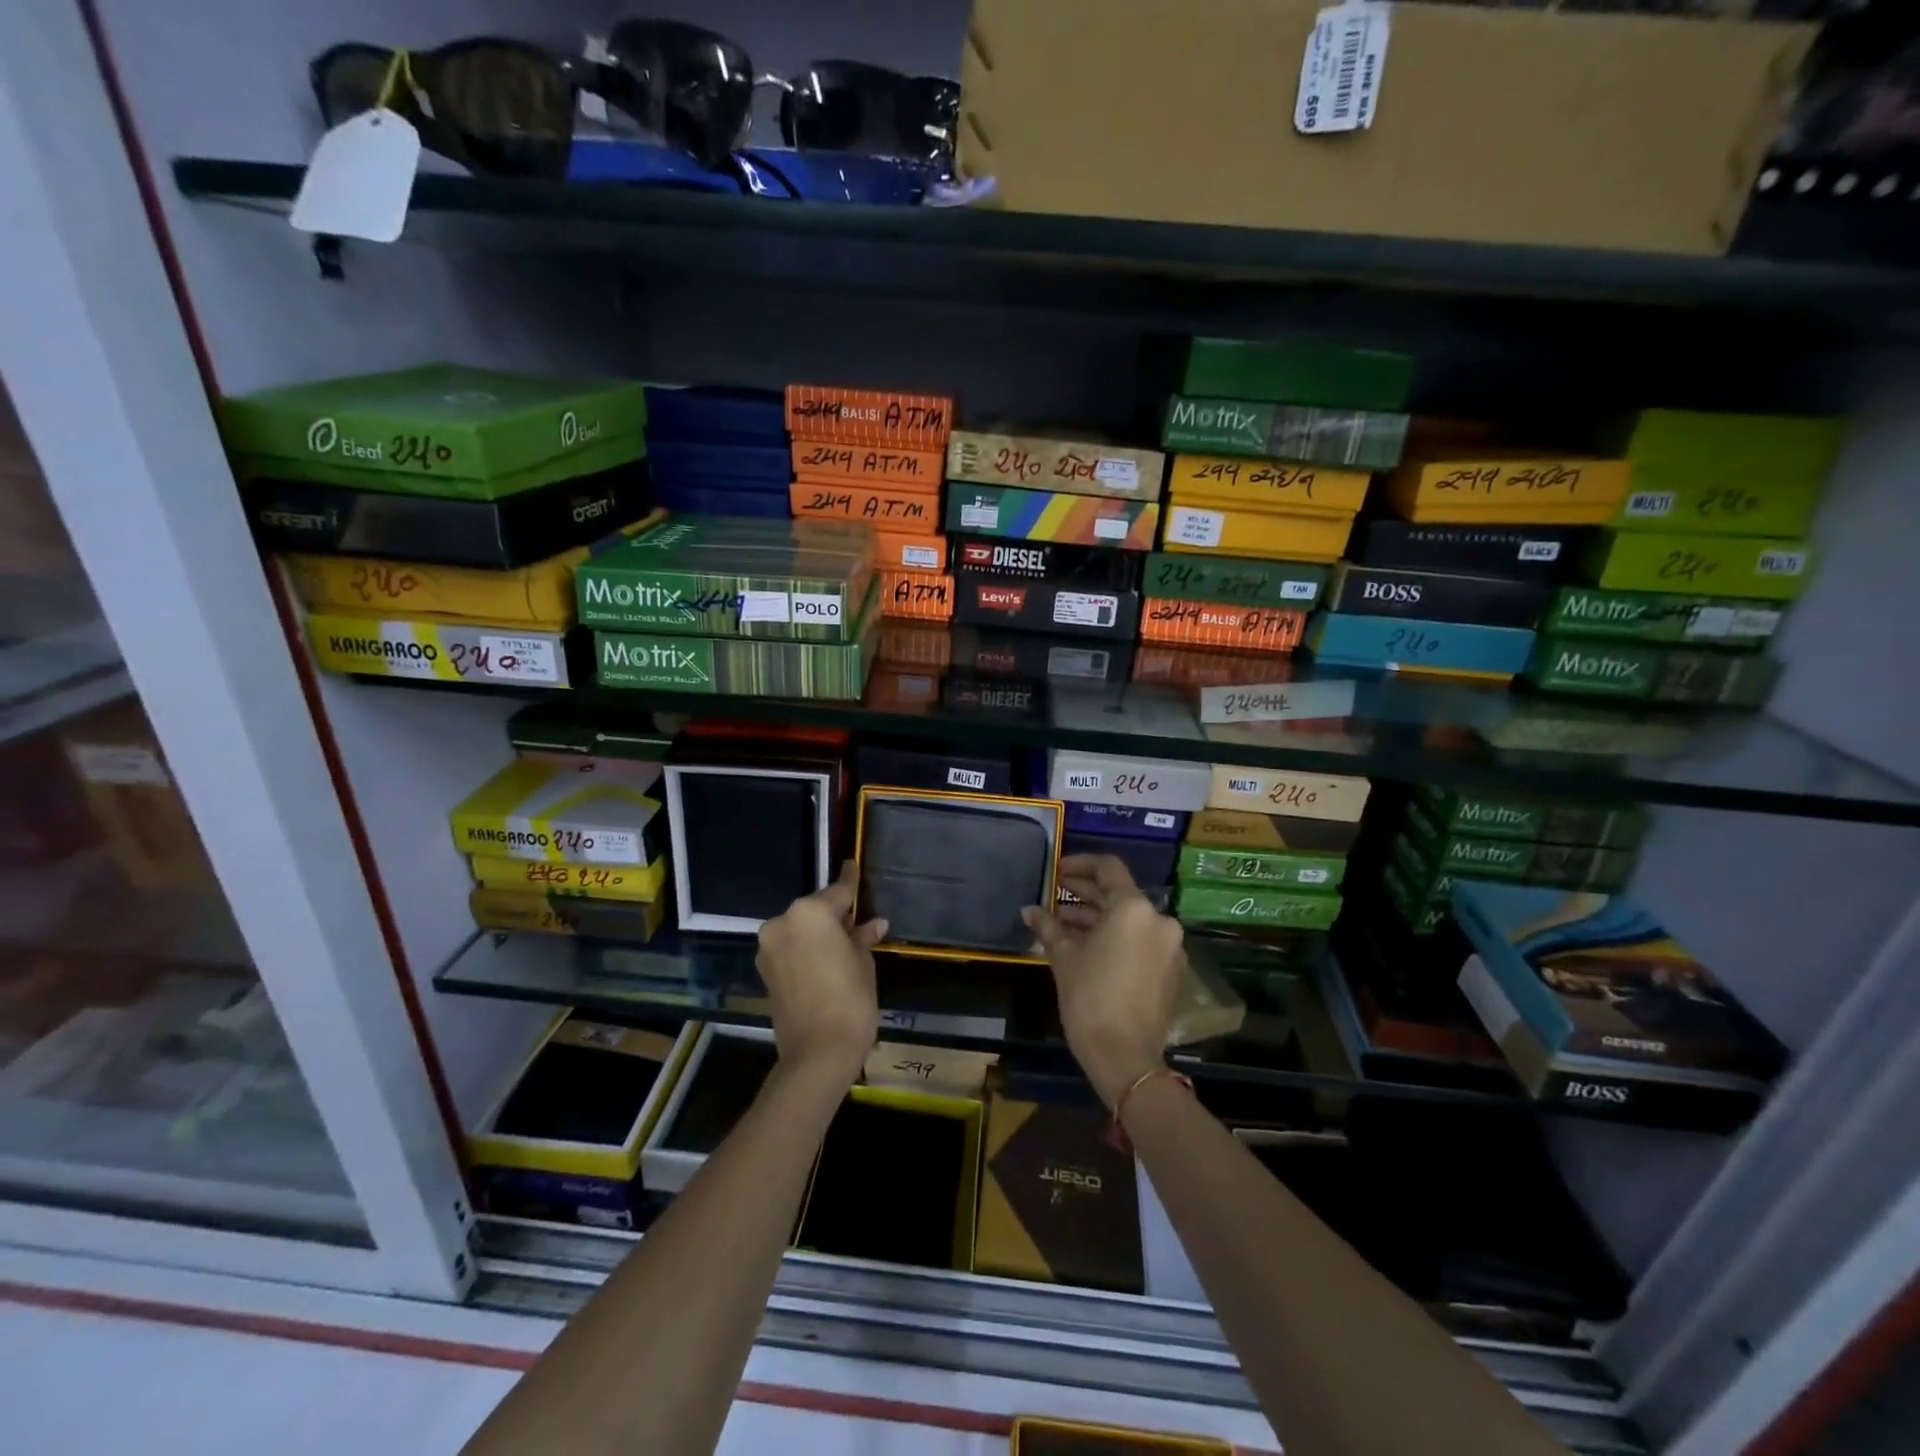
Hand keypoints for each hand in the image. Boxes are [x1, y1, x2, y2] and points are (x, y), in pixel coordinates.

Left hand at [756, 861, 886, 1088]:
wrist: (817, 1055)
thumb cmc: (850, 1002)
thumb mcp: (863, 964)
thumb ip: (862, 938)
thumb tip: (874, 924)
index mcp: (809, 913)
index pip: (837, 891)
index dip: (850, 880)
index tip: (853, 864)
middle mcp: (783, 923)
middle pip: (815, 911)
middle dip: (834, 915)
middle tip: (857, 922)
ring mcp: (769, 948)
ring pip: (800, 930)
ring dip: (819, 935)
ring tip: (844, 946)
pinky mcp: (764, 972)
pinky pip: (791, 949)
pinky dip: (807, 951)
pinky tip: (826, 962)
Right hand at [1023, 853, 1183, 1109]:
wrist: (1125, 1057)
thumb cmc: (1089, 998)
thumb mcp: (1063, 957)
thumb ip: (1048, 926)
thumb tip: (1029, 910)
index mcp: (1134, 908)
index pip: (1108, 868)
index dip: (1080, 864)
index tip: (1058, 871)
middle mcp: (1159, 920)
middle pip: (1120, 894)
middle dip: (1086, 893)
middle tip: (1056, 894)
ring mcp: (1169, 946)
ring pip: (1130, 919)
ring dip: (1098, 918)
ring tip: (1064, 924)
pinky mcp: (1171, 970)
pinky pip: (1140, 941)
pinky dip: (1116, 937)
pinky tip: (1088, 947)